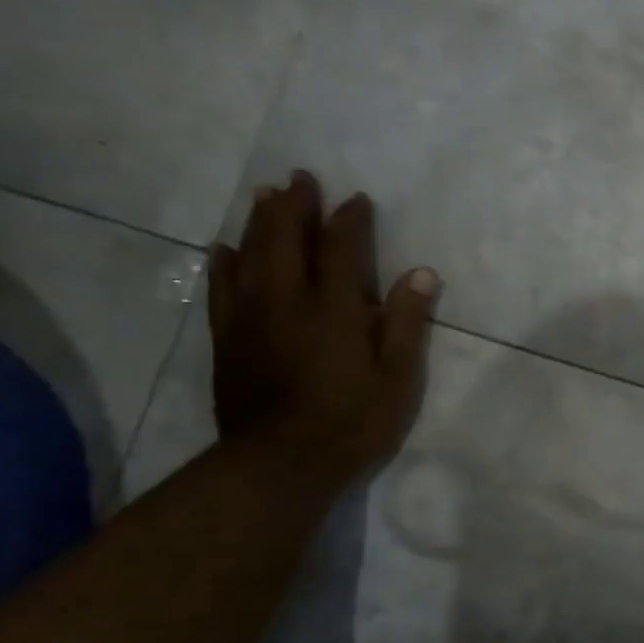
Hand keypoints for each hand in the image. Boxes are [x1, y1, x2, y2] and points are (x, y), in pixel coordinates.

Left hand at [207, 172, 438, 489]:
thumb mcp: (397, 379)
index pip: (342, 249)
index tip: (357, 199)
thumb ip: (406, 323)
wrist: (280, 465)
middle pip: (285, 238)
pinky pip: (221, 288)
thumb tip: (422, 273)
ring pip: (249, 254)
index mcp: (334, 309)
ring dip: (258, 220)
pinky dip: (223, 262)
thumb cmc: (352, 423)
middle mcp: (287, 301)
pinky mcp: (227, 339)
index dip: (350, 220)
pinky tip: (225, 248)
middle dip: (295, 204)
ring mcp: (250, 318)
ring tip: (265, 195)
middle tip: (300, 177)